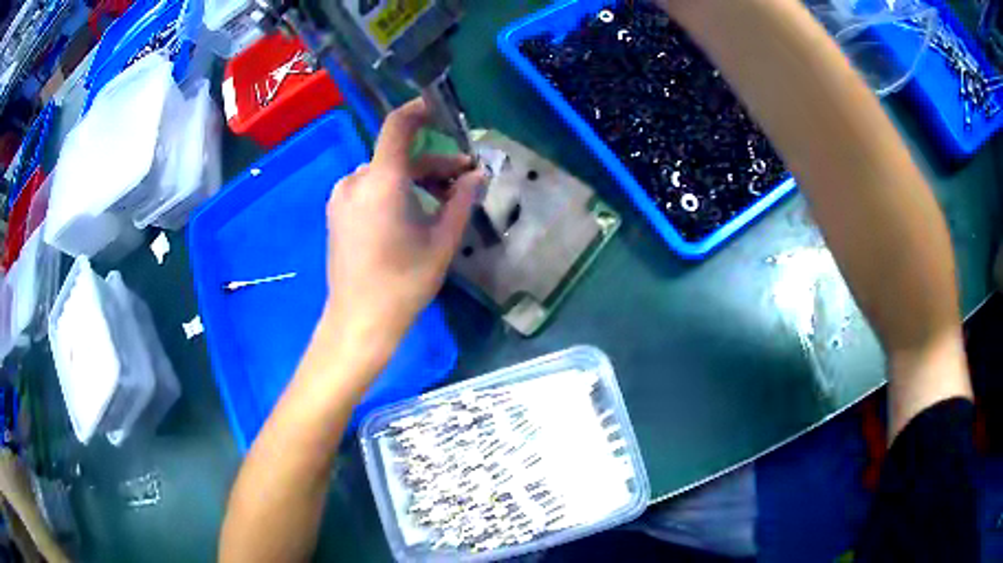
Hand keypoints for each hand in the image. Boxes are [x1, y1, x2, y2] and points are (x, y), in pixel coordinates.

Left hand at [322, 99, 485, 359]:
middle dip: (432, 164)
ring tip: (440, 202)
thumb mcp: (442, 241)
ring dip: (413, 179)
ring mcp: (341, 197)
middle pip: (397, 156)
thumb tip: (477, 174)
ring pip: (383, 173)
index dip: (419, 111)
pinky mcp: (336, 213)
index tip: (441, 110)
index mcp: (381, 181)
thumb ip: (462, 200)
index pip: (398, 126)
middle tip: (463, 180)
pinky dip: (392, 190)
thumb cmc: (404, 283)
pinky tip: (410, 213)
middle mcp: (355, 180)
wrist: (359, 321)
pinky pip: (368, 188)